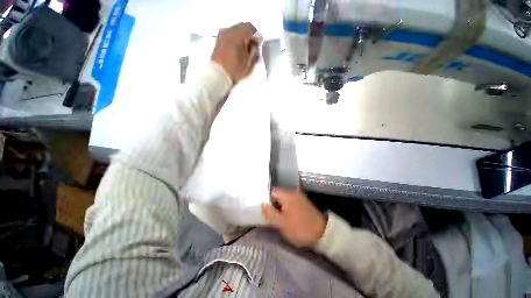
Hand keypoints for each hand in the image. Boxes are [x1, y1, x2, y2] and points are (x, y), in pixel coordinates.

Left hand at [211, 22, 258, 83]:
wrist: (218, 76)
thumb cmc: (234, 72)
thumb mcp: (249, 65)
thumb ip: (254, 52)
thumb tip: (255, 45)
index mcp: (237, 36)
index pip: (249, 27)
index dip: (256, 35)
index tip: (257, 45)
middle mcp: (228, 32)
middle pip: (241, 26)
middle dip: (248, 35)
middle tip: (251, 47)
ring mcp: (221, 35)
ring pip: (234, 29)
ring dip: (240, 37)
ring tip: (243, 50)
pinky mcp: (217, 40)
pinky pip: (228, 34)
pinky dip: (234, 39)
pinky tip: (235, 50)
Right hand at [262, 187, 326, 247]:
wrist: (322, 233)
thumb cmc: (300, 228)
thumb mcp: (282, 223)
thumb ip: (270, 213)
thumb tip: (262, 204)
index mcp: (287, 194)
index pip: (271, 192)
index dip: (266, 200)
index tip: (264, 210)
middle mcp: (292, 191)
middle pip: (277, 194)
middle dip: (272, 204)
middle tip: (270, 215)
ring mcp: (298, 195)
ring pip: (283, 198)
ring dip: (279, 206)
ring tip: (277, 217)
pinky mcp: (301, 201)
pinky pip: (289, 201)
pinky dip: (285, 207)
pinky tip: (286, 216)